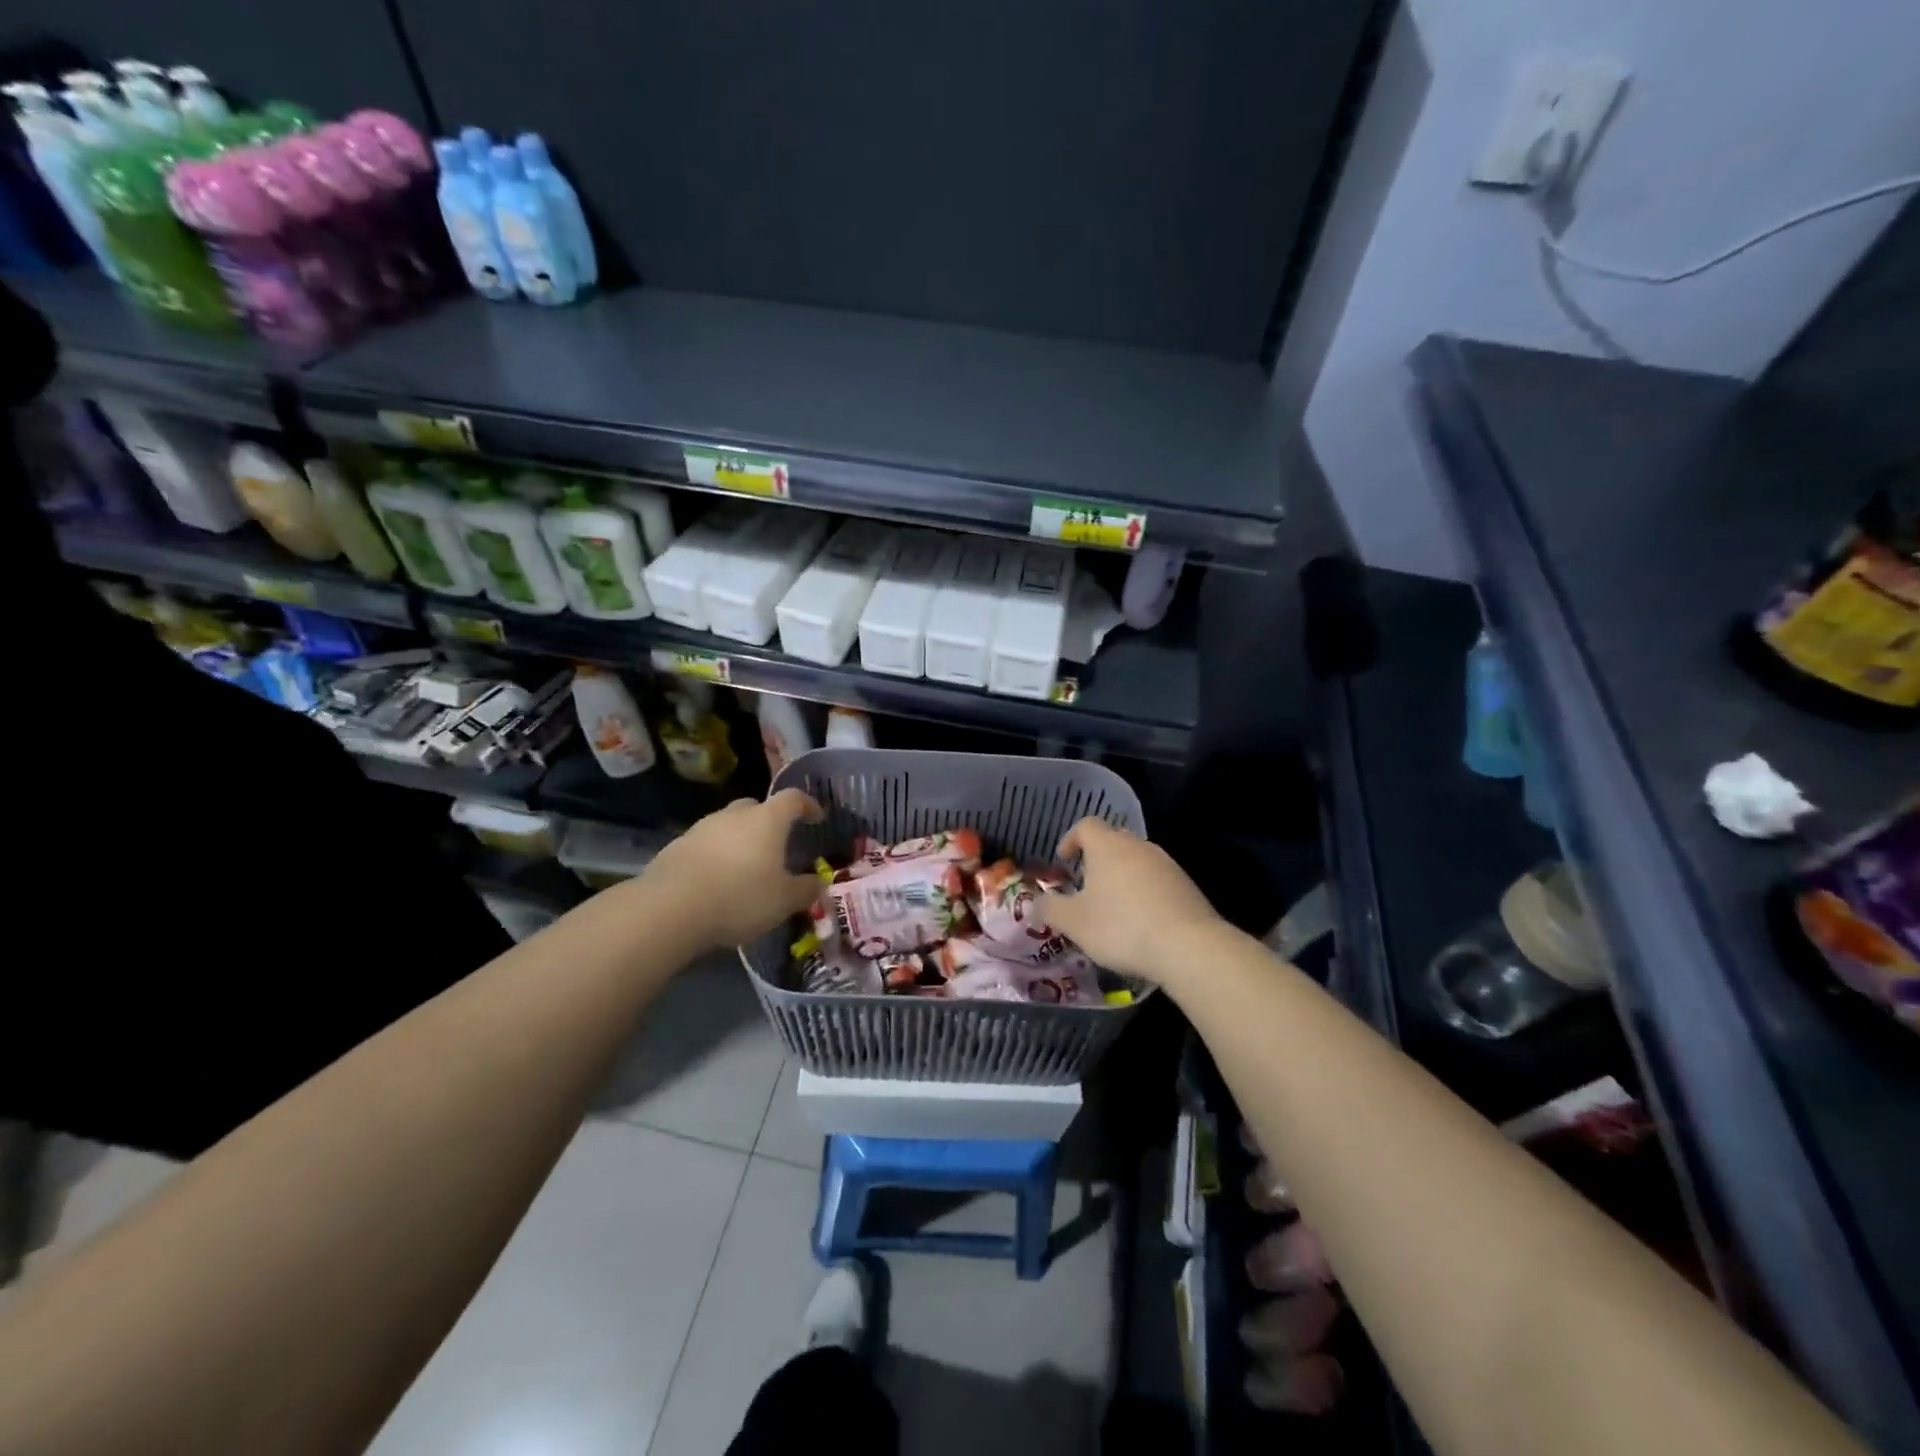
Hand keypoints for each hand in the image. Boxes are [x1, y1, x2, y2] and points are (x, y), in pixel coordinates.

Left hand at [645, 789, 824, 951]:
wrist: (670, 909)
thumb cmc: (740, 898)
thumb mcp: (784, 901)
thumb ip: (806, 889)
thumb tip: (818, 883)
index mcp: (767, 820)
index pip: (793, 799)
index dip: (808, 805)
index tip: (816, 818)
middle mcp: (734, 815)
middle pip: (756, 807)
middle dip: (769, 822)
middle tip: (777, 845)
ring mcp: (701, 828)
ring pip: (728, 826)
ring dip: (739, 840)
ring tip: (745, 868)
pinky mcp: (676, 847)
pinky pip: (705, 845)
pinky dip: (715, 856)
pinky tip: (716, 881)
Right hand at [1040, 817, 1223, 984]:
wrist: (1188, 946)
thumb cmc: (1121, 927)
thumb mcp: (1074, 923)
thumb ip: (1050, 909)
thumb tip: (1036, 902)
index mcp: (1107, 846)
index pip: (1086, 825)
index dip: (1071, 839)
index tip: (1064, 860)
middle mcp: (1138, 846)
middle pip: (1113, 840)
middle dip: (1098, 858)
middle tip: (1086, 884)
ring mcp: (1166, 864)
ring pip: (1137, 860)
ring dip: (1122, 876)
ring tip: (1114, 906)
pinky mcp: (1186, 885)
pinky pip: (1157, 880)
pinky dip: (1144, 892)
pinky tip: (1142, 921)